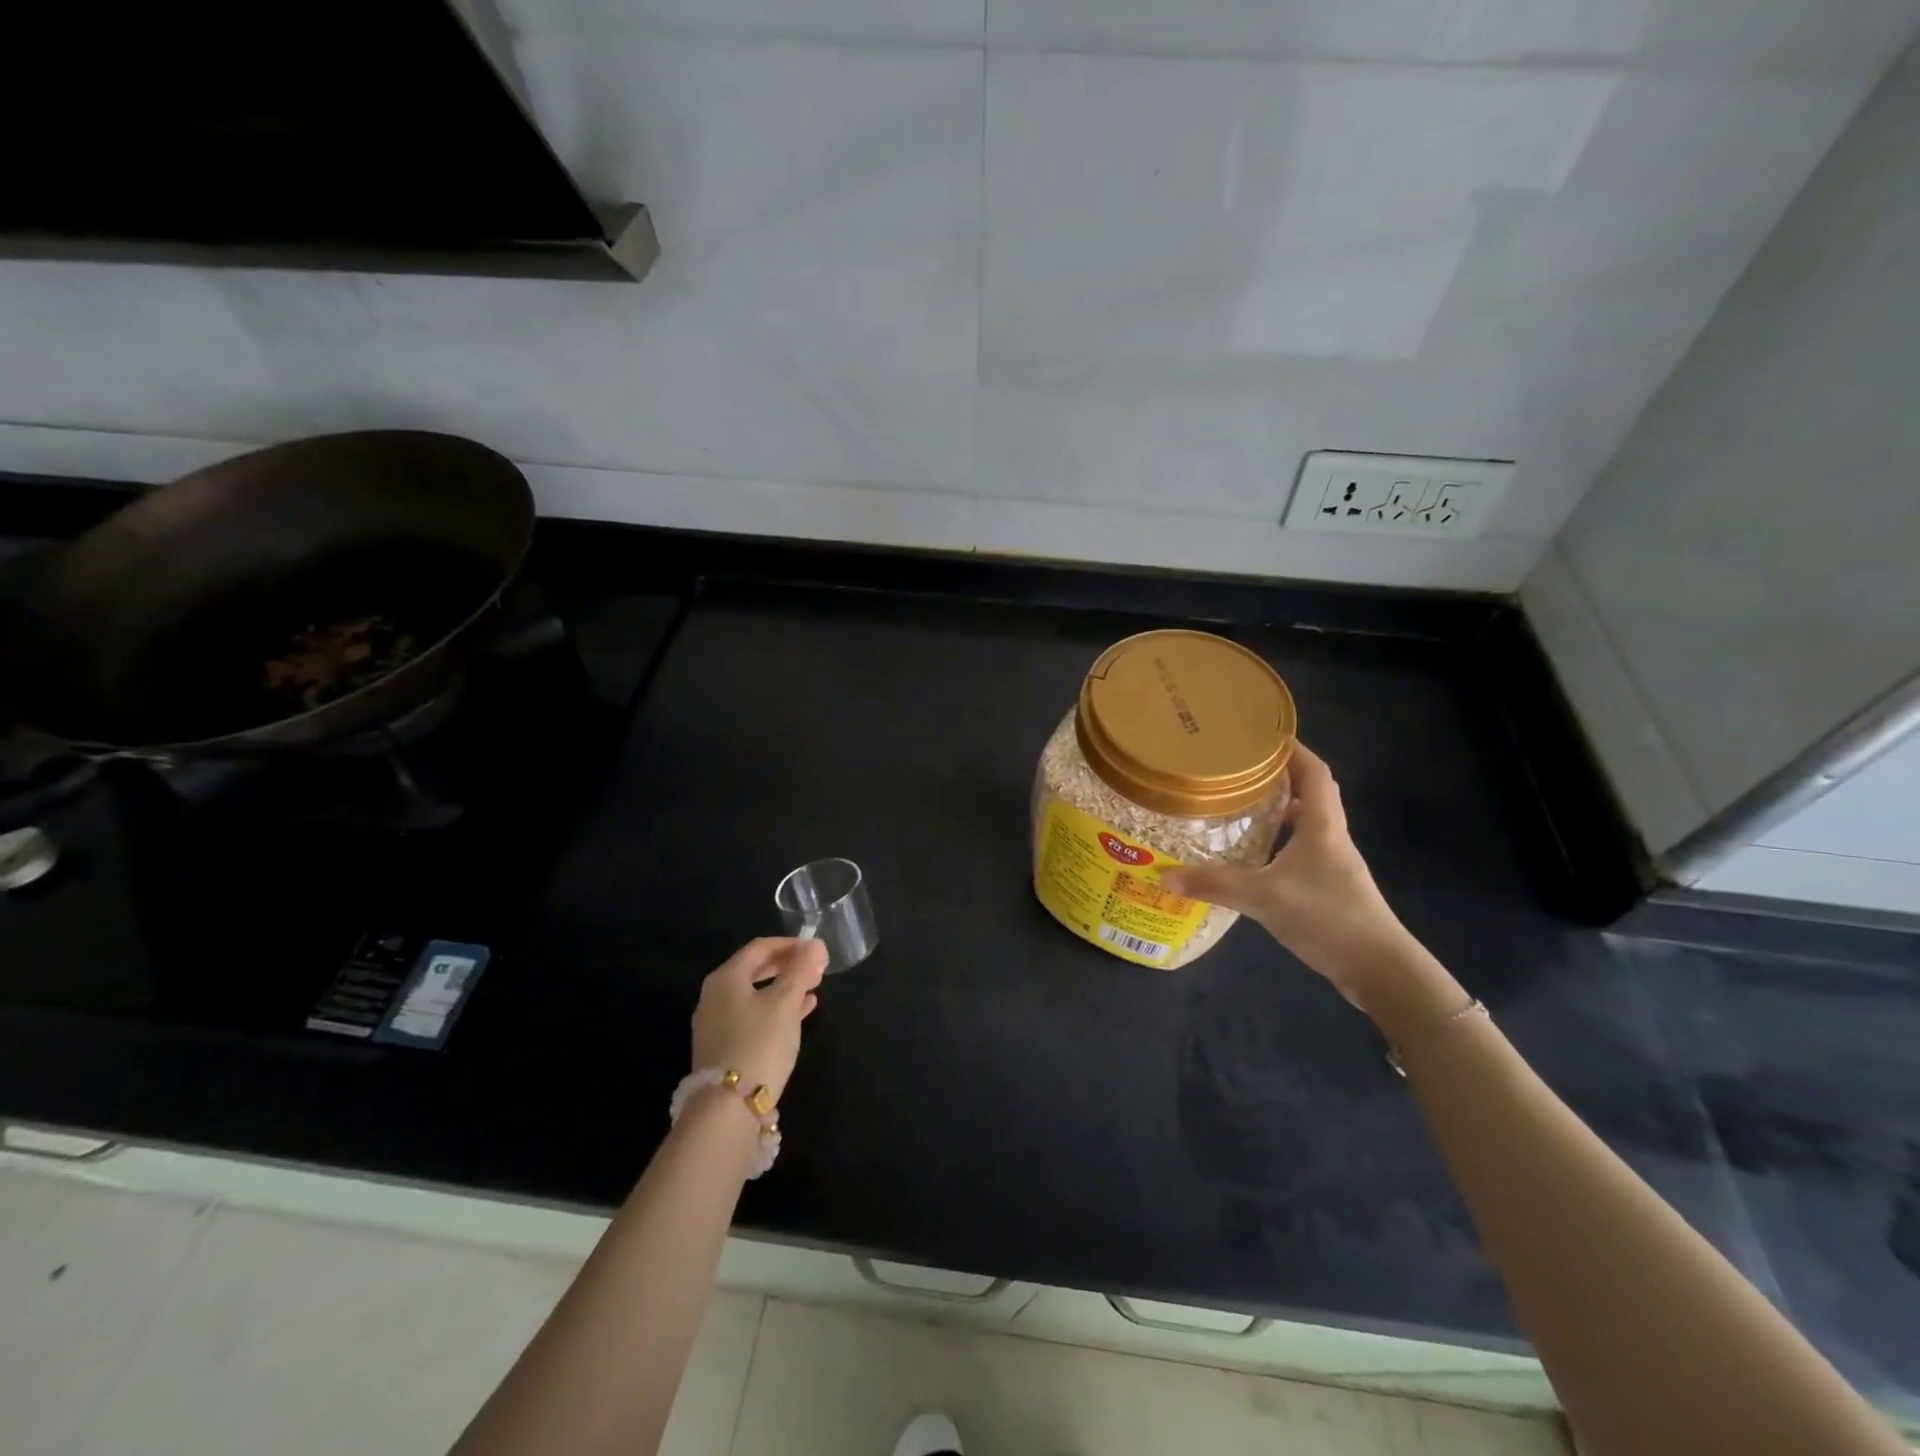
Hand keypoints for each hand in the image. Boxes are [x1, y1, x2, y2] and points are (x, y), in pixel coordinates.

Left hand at [690, 937, 827, 1103]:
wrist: (727, 1108)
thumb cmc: (759, 1043)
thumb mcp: (786, 1003)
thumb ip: (801, 971)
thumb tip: (816, 944)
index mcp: (726, 978)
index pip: (760, 947)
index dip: (790, 945)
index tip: (815, 950)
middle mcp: (714, 997)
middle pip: (754, 970)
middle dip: (786, 966)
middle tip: (814, 968)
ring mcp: (716, 1024)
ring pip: (755, 995)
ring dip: (784, 988)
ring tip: (813, 988)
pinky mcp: (723, 1048)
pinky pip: (753, 1017)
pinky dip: (776, 1010)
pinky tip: (801, 1014)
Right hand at [1159, 742, 1425, 1007]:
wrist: (1379, 969)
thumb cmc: (1328, 917)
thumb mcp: (1264, 897)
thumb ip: (1215, 884)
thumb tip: (1165, 876)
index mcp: (1322, 825)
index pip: (1314, 771)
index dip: (1293, 749)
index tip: (1261, 735)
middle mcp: (1331, 837)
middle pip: (1310, 793)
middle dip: (1278, 776)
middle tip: (1238, 769)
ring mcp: (1332, 864)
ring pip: (1305, 823)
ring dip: (1278, 810)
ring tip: (1239, 805)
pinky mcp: (1329, 888)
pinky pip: (1300, 851)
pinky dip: (1278, 843)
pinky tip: (1252, 856)